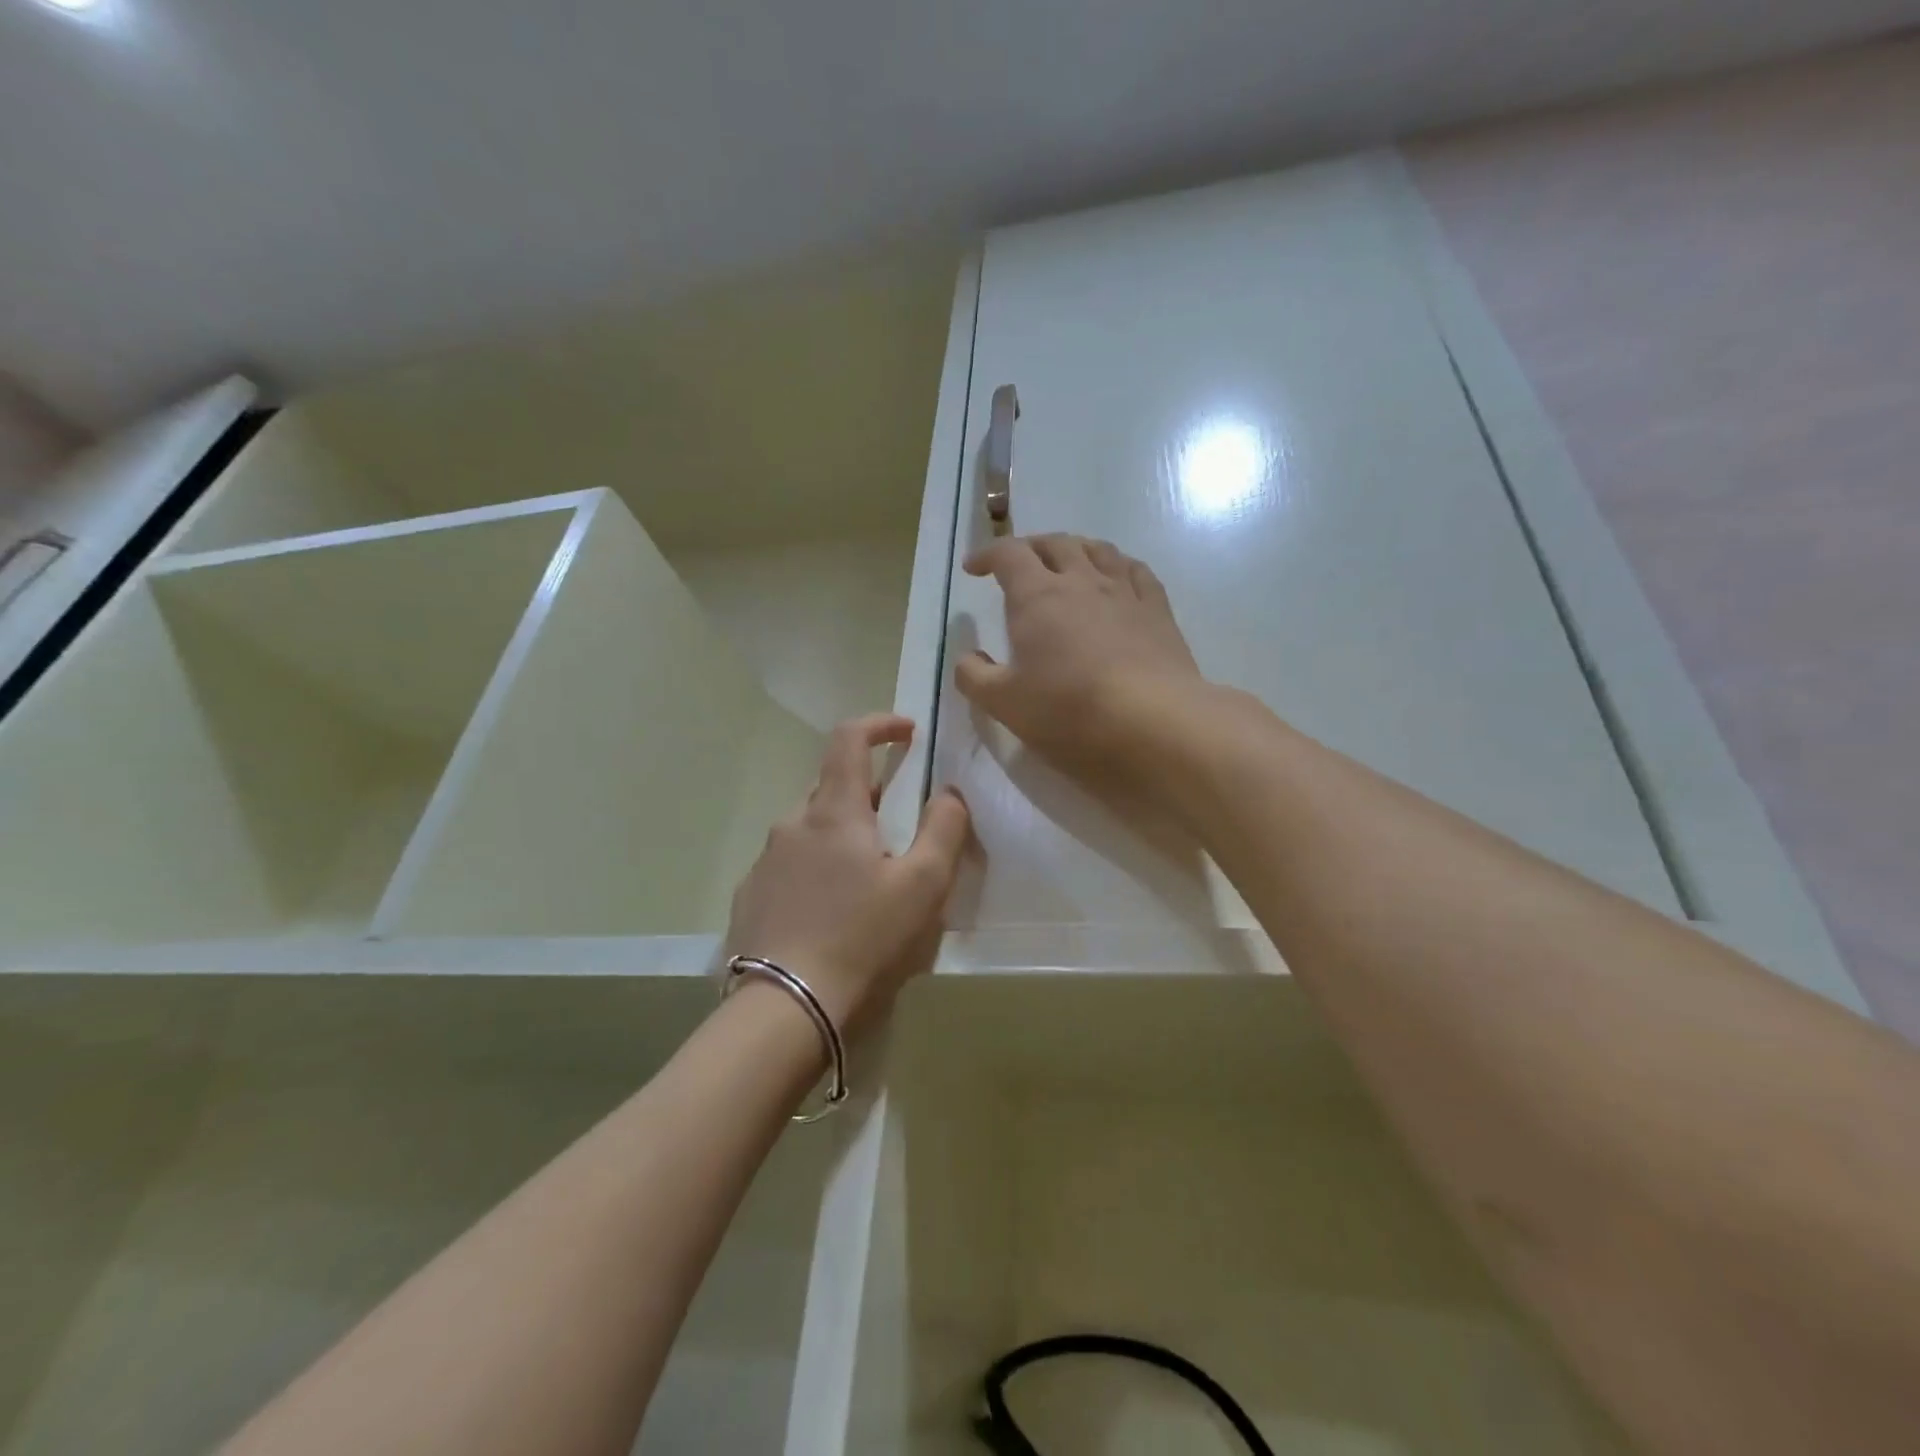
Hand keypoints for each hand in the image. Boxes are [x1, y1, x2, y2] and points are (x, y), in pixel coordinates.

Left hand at [724, 714, 970, 1032]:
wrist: (785, 1008)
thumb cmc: (863, 938)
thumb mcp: (923, 884)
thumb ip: (944, 829)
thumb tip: (949, 793)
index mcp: (834, 812)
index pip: (849, 739)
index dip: (879, 724)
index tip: (907, 731)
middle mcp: (792, 824)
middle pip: (830, 787)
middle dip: (867, 792)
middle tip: (897, 825)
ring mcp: (765, 861)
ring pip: (808, 829)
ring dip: (840, 835)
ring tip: (866, 879)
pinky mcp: (750, 897)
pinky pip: (788, 865)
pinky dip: (814, 869)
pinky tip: (829, 912)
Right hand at [956, 534, 1209, 795]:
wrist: (1153, 724)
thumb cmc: (1069, 711)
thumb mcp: (1004, 704)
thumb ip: (975, 677)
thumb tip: (968, 658)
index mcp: (1037, 596)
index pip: (1009, 554)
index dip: (987, 555)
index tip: (974, 568)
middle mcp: (1081, 581)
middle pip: (1055, 543)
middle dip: (1031, 547)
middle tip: (1018, 565)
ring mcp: (1125, 593)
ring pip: (1098, 550)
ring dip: (1075, 548)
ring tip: (1067, 561)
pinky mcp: (1158, 612)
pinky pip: (1137, 571)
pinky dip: (1118, 565)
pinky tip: (1118, 578)